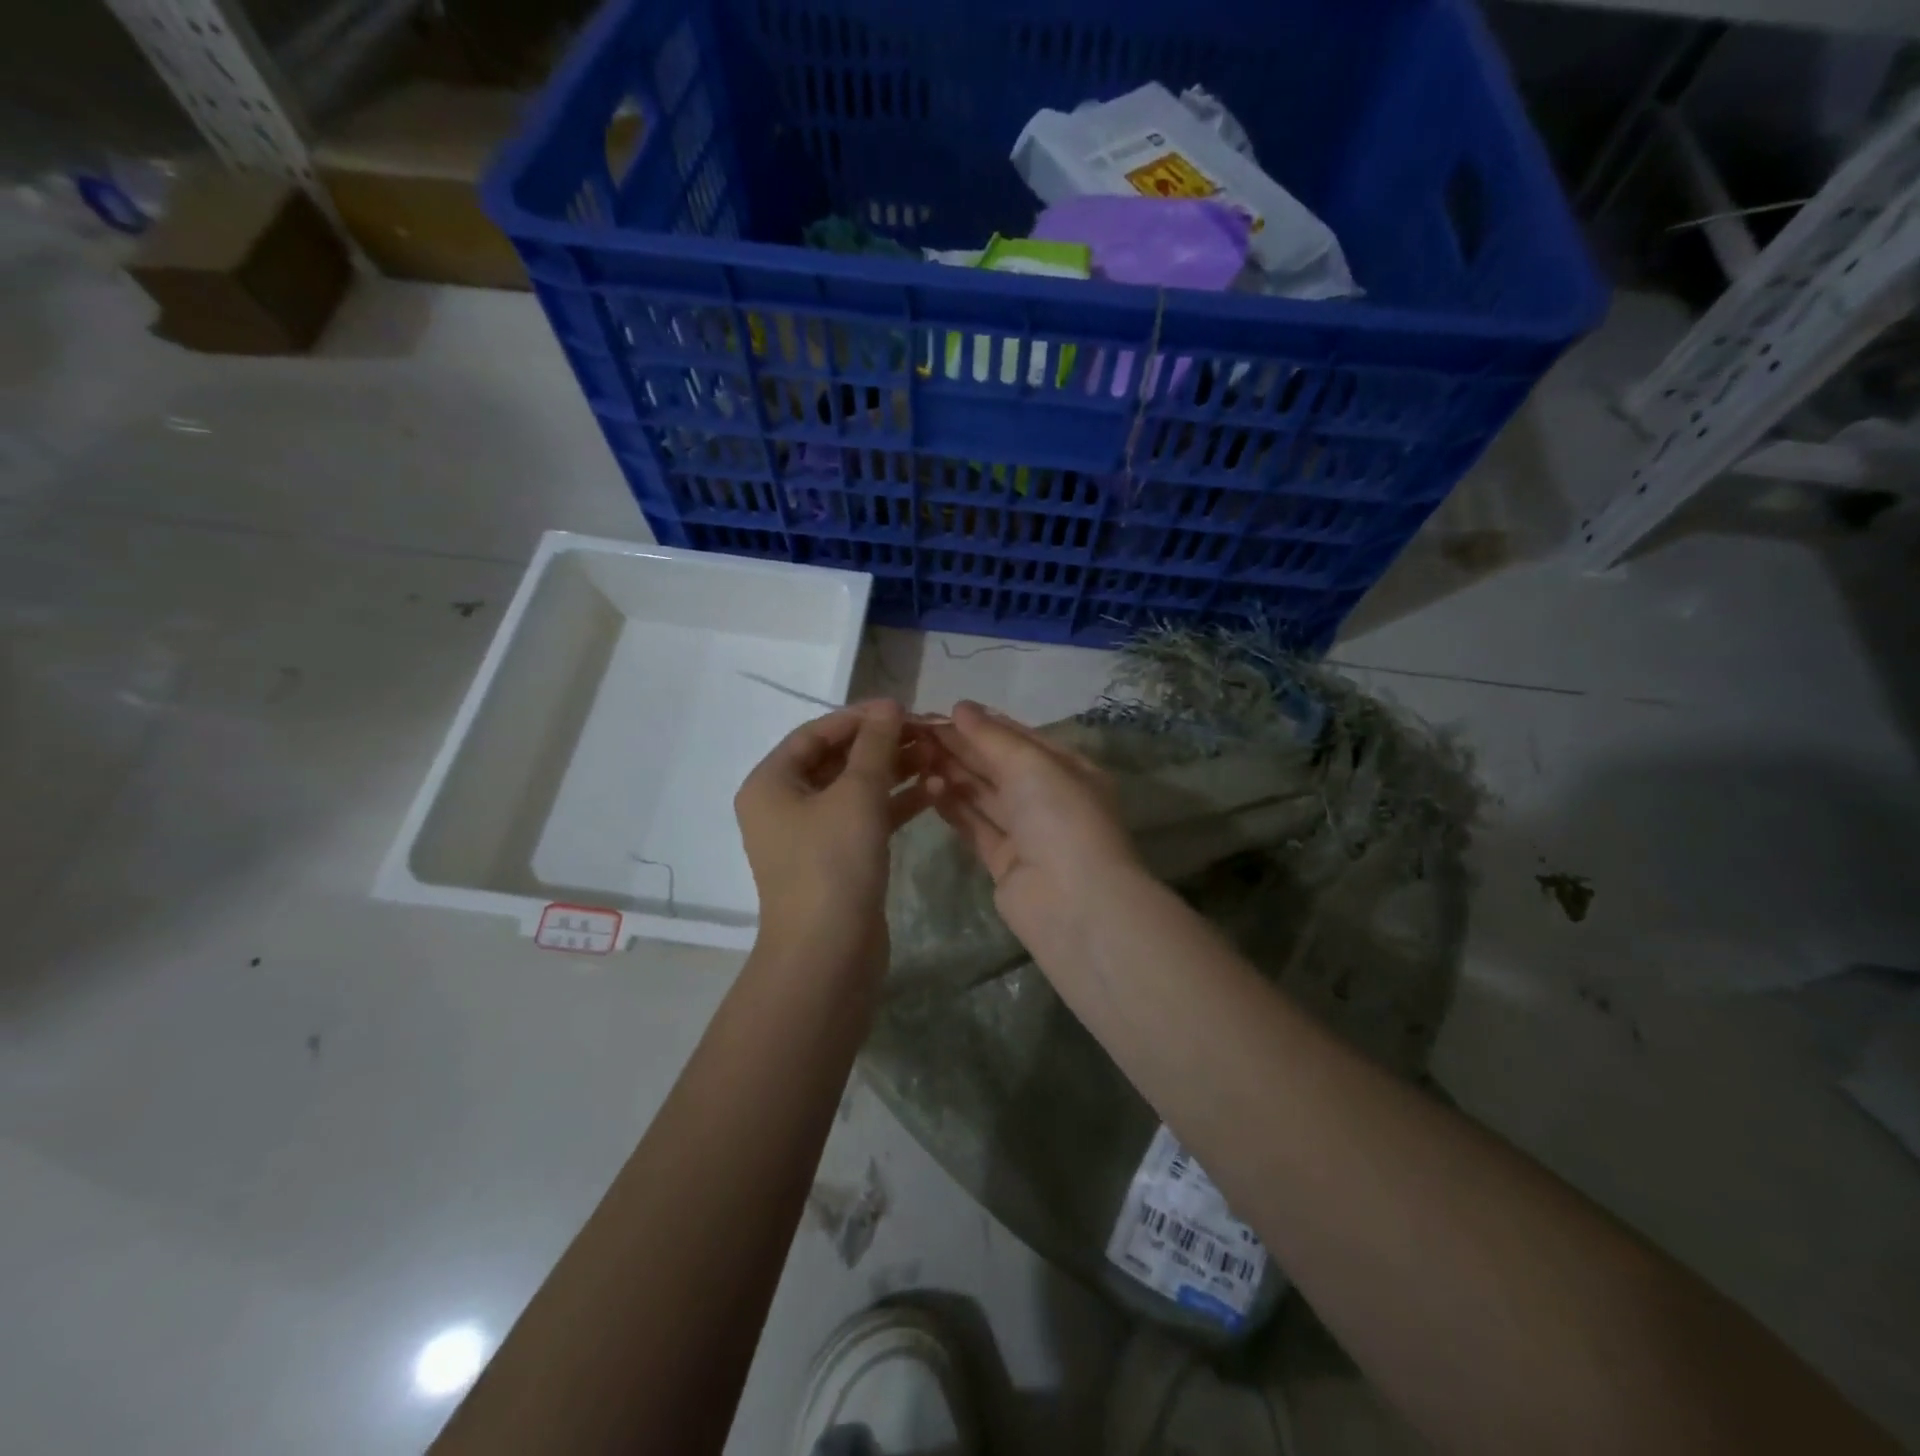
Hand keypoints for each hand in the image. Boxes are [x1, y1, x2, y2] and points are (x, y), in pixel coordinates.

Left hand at [734, 700, 928, 970]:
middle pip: (837, 760)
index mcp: (772, 783)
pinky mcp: (838, 860)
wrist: (828, 953)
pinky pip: (867, 819)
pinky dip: (896, 804)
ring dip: (895, 772)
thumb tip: (888, 705)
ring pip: (856, 790)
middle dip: (883, 745)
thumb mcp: (857, 793)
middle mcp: (785, 805)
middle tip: (926, 733)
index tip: (903, 709)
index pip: (816, 733)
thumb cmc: (833, 862)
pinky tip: (935, 792)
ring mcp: (811, 835)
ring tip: (937, 758)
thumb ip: (875, 744)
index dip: (859, 717)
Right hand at [923, 701, 1143, 951]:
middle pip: (998, 765)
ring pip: (984, 795)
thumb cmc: (1061, 818)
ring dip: (952, 773)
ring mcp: (1027, 832)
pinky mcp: (1005, 862)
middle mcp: (1049, 798)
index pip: (1019, 738)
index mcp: (1068, 769)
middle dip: (961, 748)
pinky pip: (975, 826)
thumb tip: (960, 707)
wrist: (1074, 903)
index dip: (981, 724)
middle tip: (917, 732)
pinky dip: (953, 806)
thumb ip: (992, 736)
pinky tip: (926, 787)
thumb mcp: (1032, 764)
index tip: (941, 712)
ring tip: (915, 755)